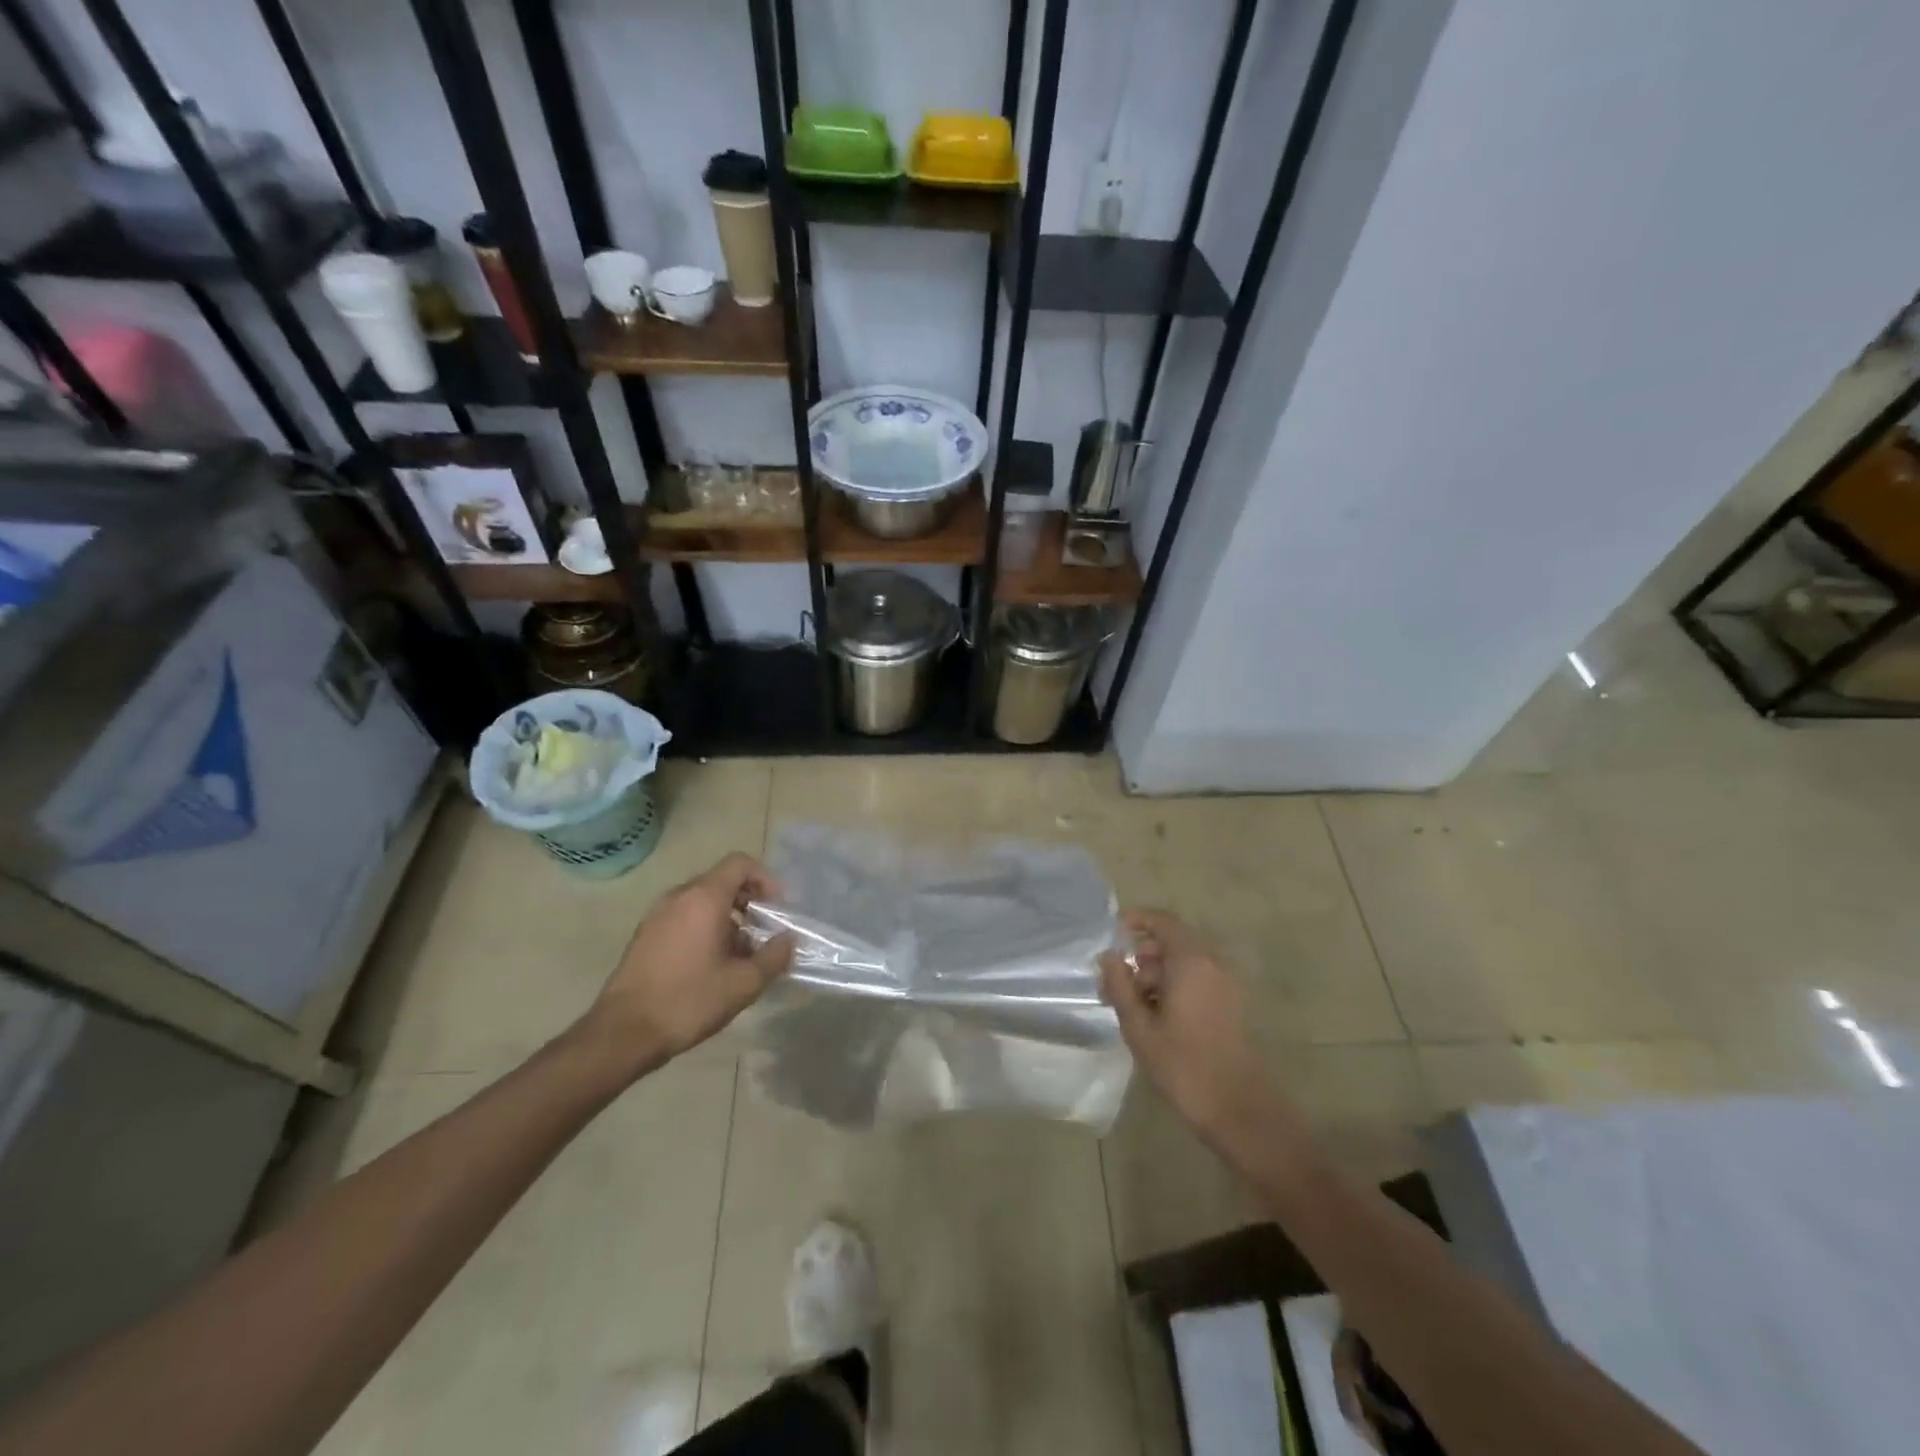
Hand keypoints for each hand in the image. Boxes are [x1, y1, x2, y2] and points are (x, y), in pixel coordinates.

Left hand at [586, 852, 795, 1074]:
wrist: (623, 1032)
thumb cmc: (688, 1000)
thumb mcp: (743, 984)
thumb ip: (774, 956)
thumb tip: (788, 940)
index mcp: (703, 898)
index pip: (740, 863)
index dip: (765, 878)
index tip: (776, 908)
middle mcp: (679, 897)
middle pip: (722, 880)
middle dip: (749, 900)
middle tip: (764, 931)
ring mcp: (657, 915)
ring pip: (702, 900)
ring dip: (728, 916)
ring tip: (741, 952)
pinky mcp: (645, 935)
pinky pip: (684, 916)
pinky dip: (704, 927)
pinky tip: (712, 964)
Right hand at [1099, 910, 1278, 1148]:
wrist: (1239, 1109)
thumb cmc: (1183, 1065)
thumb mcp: (1139, 1026)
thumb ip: (1120, 985)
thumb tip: (1108, 956)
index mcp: (1191, 962)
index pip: (1163, 922)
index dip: (1137, 920)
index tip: (1113, 930)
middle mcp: (1213, 965)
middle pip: (1173, 942)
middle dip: (1142, 955)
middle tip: (1114, 981)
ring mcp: (1226, 985)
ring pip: (1184, 963)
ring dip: (1156, 974)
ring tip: (1130, 1005)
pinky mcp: (1231, 1006)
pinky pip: (1197, 980)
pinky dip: (1174, 986)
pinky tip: (1155, 1017)